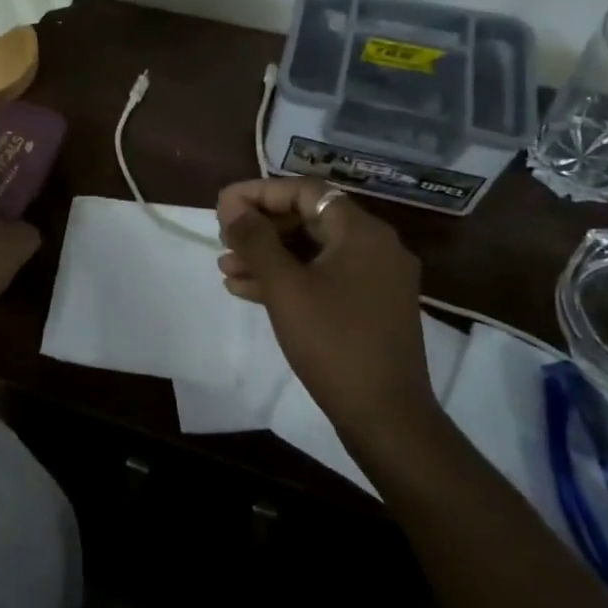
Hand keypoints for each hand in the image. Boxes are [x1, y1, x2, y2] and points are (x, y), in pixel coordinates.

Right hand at [216, 178, 436, 444]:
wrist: (385, 414)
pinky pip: (323, 278)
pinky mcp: (369, 306)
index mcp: (361, 233)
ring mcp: (375, 278)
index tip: (222, 206)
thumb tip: (230, 204)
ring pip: (313, 251)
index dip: (259, 194)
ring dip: (268, 256)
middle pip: (309, 219)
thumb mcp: (284, 287)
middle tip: (224, 239)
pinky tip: (246, 290)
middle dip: (261, 228)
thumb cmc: (332, 341)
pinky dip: (287, 279)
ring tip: (226, 267)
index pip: (305, 192)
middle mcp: (375, 247)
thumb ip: (255, 240)